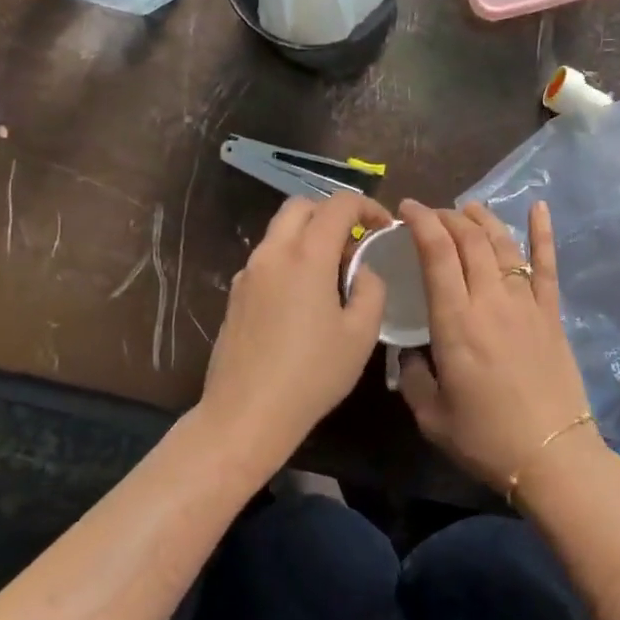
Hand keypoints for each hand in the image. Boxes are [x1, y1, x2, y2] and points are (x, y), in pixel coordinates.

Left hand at [199, 191, 391, 470]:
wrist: (245, 415)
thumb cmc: (312, 374)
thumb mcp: (361, 335)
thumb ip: (371, 290)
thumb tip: (362, 271)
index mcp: (307, 256)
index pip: (338, 205)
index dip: (367, 206)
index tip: (384, 226)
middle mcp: (273, 253)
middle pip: (301, 206)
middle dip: (332, 213)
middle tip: (355, 242)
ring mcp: (248, 273)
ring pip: (279, 231)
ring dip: (309, 235)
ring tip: (332, 272)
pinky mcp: (235, 295)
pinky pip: (267, 258)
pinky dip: (290, 258)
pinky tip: (303, 298)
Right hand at [397, 199, 592, 490]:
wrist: (551, 455)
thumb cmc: (485, 439)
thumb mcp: (430, 415)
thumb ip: (413, 376)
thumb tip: (410, 352)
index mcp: (456, 322)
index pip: (438, 254)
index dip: (422, 223)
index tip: (407, 208)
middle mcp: (491, 300)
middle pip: (470, 241)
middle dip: (447, 217)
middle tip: (431, 214)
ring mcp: (526, 303)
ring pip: (503, 244)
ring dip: (483, 220)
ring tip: (468, 208)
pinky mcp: (552, 313)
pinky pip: (547, 264)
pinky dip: (543, 232)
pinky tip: (539, 206)